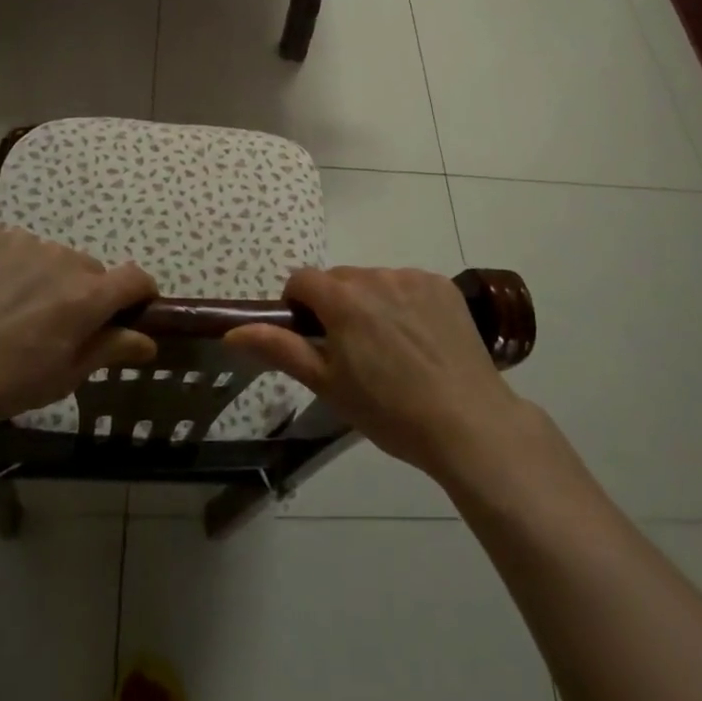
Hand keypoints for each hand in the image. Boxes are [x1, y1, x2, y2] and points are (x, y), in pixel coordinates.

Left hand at [0, 225, 156, 436]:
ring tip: (10, 313)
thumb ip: (109, 350)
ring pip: (51, 258)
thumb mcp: (60, 378)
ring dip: (45, 279)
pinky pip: (14, 247)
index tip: (132, 311)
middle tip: (53, 328)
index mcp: (86, 297)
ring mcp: (22, 242)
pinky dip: (10, 266)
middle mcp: (61, 259)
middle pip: (89, 271)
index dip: (141, 294)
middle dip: (84, 294)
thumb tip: (147, 340)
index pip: (135, 278)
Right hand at [226, 266, 524, 482]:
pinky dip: (405, 304)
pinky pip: (408, 285)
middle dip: (336, 305)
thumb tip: (233, 331)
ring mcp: (412, 277)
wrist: (468, 424)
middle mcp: (375, 276)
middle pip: (339, 280)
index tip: (312, 338)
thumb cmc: (389, 411)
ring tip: (392, 350)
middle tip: (353, 352)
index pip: (301, 279)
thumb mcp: (327, 385)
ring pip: (375, 282)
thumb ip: (279, 349)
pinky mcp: (442, 285)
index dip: (299, 306)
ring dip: (371, 303)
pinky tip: (420, 341)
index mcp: (342, 299)